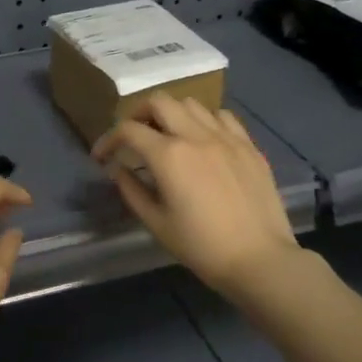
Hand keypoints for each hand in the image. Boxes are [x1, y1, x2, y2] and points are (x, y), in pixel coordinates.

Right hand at [93, 94, 299, 298]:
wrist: (259, 259)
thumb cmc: (201, 247)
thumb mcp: (157, 223)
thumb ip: (131, 190)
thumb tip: (117, 168)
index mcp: (169, 155)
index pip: (128, 130)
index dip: (108, 139)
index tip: (102, 156)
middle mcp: (196, 135)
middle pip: (159, 101)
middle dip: (138, 114)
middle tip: (133, 136)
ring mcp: (226, 137)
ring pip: (191, 103)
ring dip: (172, 114)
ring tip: (169, 136)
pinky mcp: (249, 145)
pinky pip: (222, 116)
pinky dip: (205, 121)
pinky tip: (204, 140)